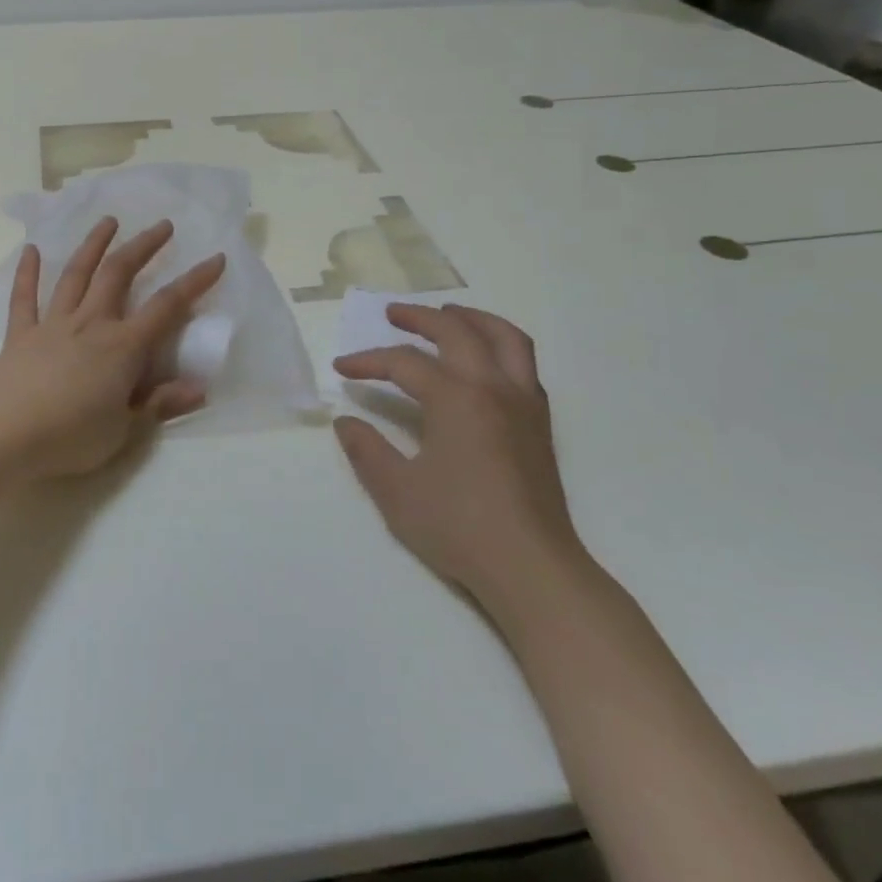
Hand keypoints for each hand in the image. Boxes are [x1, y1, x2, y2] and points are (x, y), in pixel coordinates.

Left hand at [0, 217, 226, 480]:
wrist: (4, 436)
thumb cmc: (70, 437)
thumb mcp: (124, 430)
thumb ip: (160, 404)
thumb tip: (200, 389)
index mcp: (122, 347)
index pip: (167, 307)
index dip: (194, 281)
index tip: (215, 259)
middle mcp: (91, 324)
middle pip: (119, 274)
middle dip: (143, 246)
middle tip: (162, 226)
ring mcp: (53, 324)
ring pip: (76, 275)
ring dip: (94, 245)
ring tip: (108, 221)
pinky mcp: (21, 334)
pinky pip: (24, 298)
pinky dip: (27, 272)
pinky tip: (31, 250)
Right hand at [332, 304, 590, 628]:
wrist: (531, 567)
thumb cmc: (459, 527)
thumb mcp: (396, 491)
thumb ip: (366, 450)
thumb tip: (346, 422)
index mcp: (456, 398)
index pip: (404, 363)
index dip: (368, 361)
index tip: (342, 369)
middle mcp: (493, 387)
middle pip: (456, 331)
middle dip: (419, 318)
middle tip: (392, 314)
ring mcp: (523, 403)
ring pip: (504, 337)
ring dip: (472, 318)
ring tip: (448, 315)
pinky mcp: (540, 422)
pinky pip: (523, 362)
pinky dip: (499, 344)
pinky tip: (483, 361)